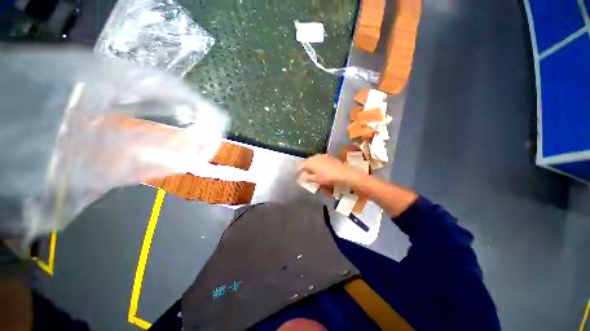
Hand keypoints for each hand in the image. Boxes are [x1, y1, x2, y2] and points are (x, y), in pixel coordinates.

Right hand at [298, 154, 363, 186]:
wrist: (343, 173)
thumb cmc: (327, 177)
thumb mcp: (316, 179)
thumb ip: (307, 178)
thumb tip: (301, 177)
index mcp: (310, 162)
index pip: (301, 166)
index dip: (298, 170)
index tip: (297, 174)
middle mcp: (314, 157)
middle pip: (307, 161)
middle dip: (305, 167)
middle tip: (304, 172)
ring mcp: (321, 155)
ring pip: (313, 159)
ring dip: (311, 164)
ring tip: (312, 170)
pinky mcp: (327, 156)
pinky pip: (319, 159)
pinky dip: (317, 162)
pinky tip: (320, 167)